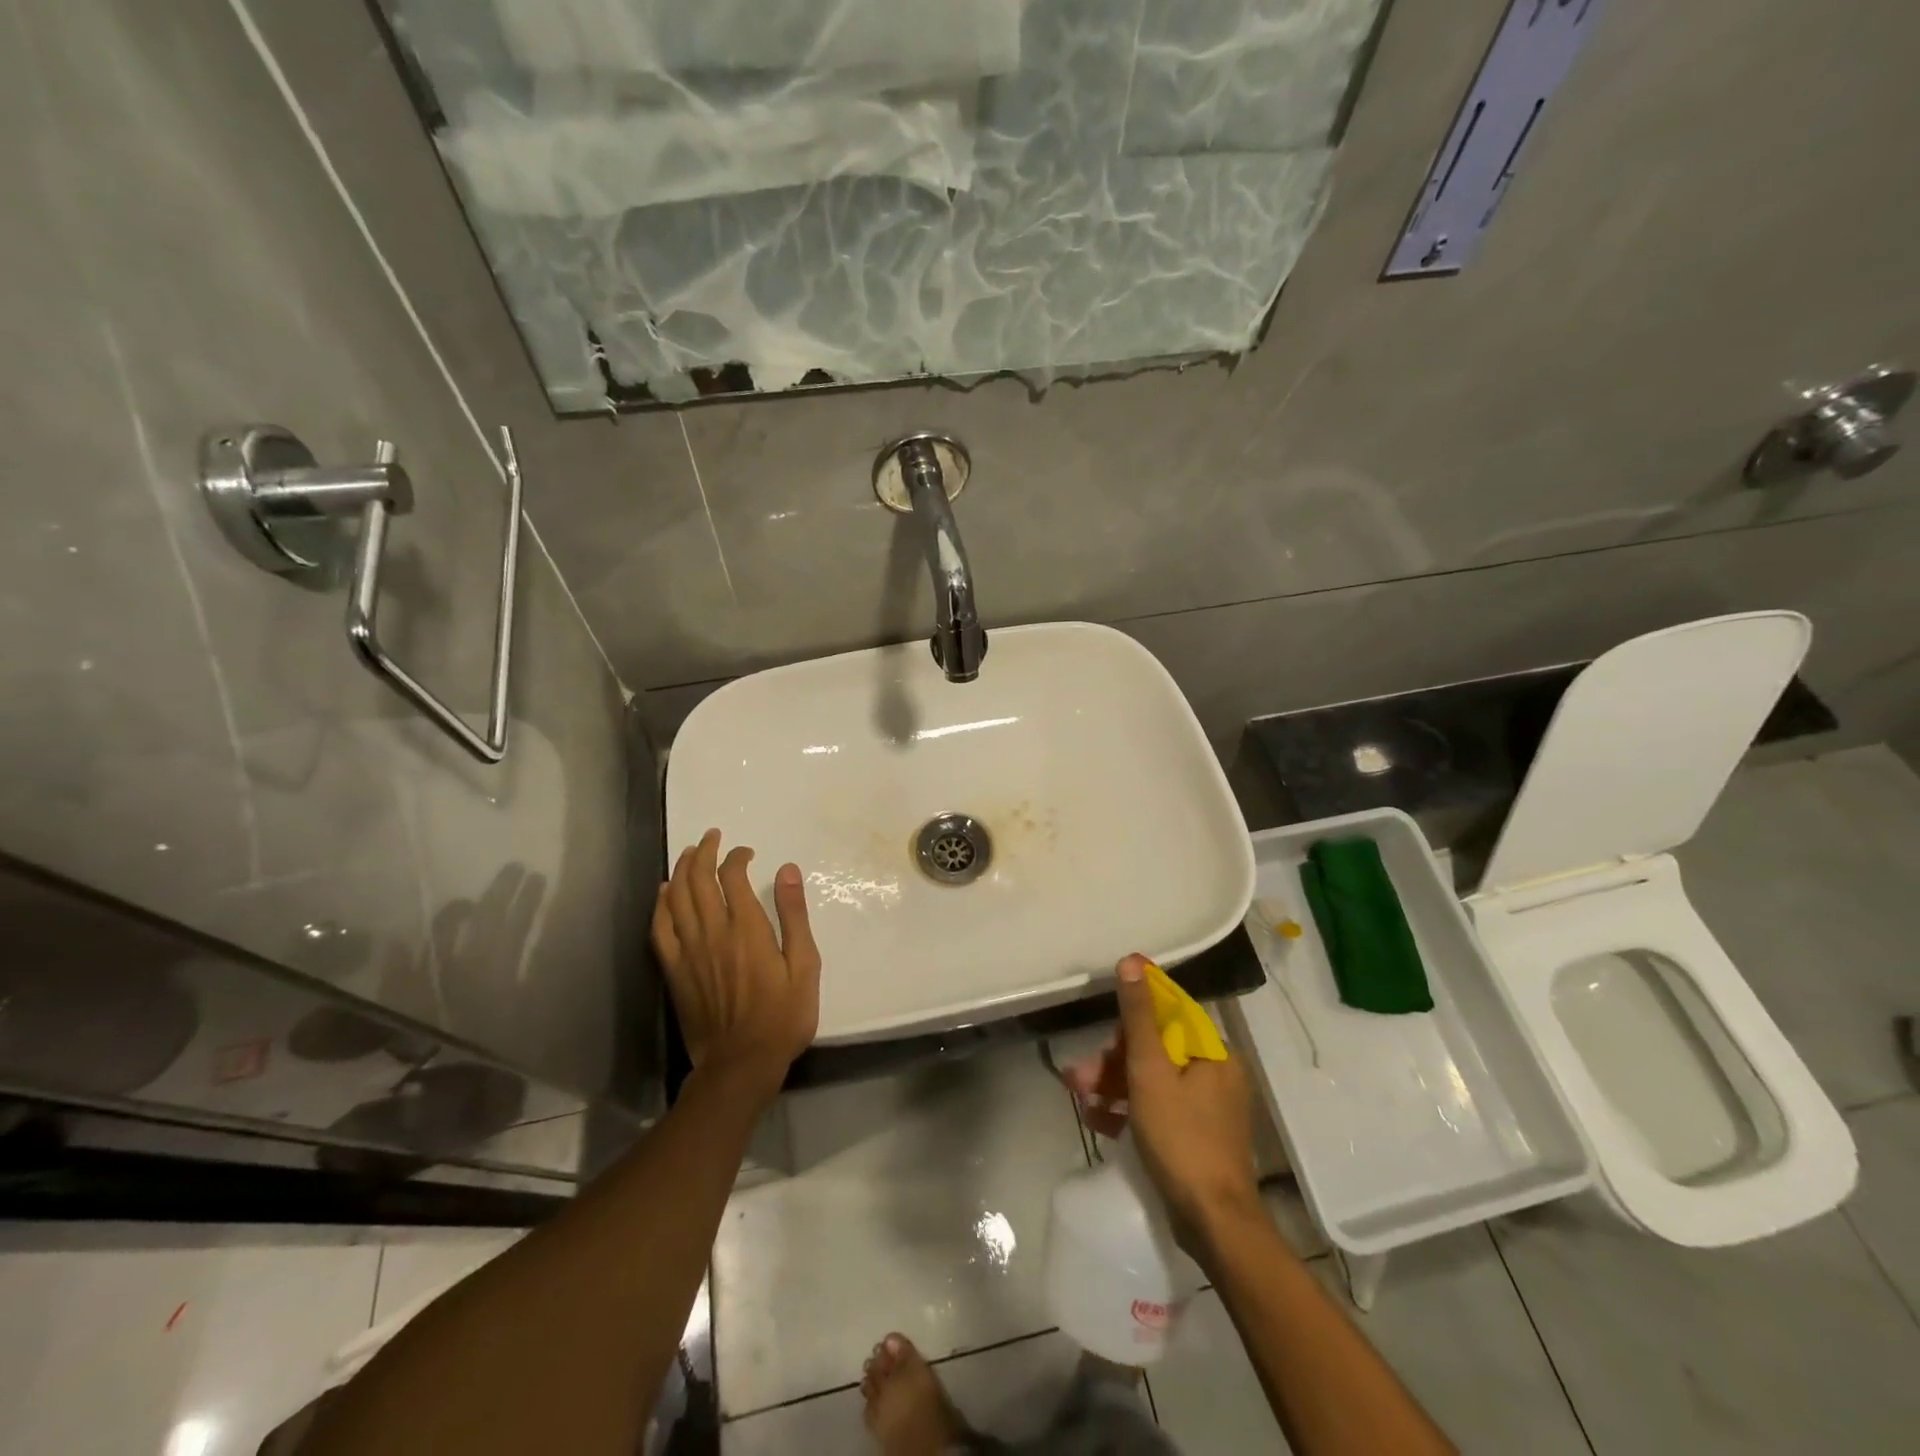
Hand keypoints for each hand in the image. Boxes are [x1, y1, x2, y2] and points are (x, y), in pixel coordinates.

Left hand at [652, 829, 820, 1100]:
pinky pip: (660, 929)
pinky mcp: (674, 971)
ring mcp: (688, 952)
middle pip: (698, 880)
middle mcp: (713, 932)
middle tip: (711, 837)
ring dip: (680, 870)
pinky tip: (664, 893)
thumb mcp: (804, 965)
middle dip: (703, 852)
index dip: (736, 857)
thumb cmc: (783, 1016)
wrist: (741, 1064)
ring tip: (688, 853)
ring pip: (676, 898)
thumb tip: (788, 870)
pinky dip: (660, 905)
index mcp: (747, 928)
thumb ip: (794, 915)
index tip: (747, 853)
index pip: (732, 876)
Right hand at [1064, 953, 1262, 1239]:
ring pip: (1152, 1081)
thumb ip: (1138, 1016)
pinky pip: (1158, 1109)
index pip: (1169, 1016)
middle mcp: (1215, 1074)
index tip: (1102, 1034)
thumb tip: (1132, 961)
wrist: (1213, 1224)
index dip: (1131, 1019)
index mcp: (1213, 1053)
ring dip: (1113, 1084)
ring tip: (1077, 1095)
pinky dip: (1128, 1109)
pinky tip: (1096, 1118)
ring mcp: (1207, 1109)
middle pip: (1156, 1050)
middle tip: (1078, 1075)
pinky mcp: (1196, 1137)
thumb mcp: (1150, 1071)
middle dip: (1112, 1060)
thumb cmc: (1181, 1138)